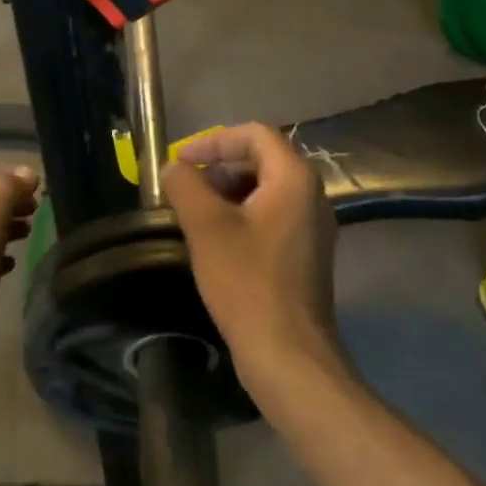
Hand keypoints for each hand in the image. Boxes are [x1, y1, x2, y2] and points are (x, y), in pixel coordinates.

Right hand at [162, 124, 340, 392]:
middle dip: (219, 166)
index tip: (180, 162)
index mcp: (294, 179)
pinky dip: (241, 215)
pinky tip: (215, 240)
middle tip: (185, 188)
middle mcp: (312, 195)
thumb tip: (173, 168)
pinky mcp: (305, 253)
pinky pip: (271, 216)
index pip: (254, 134)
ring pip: (266, 190)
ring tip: (194, 214)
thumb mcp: (206, 227)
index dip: (213, 141)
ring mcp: (312, 227)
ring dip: (227, 192)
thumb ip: (185, 186)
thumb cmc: (246, 282)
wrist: (286, 351)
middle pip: (262, 159)